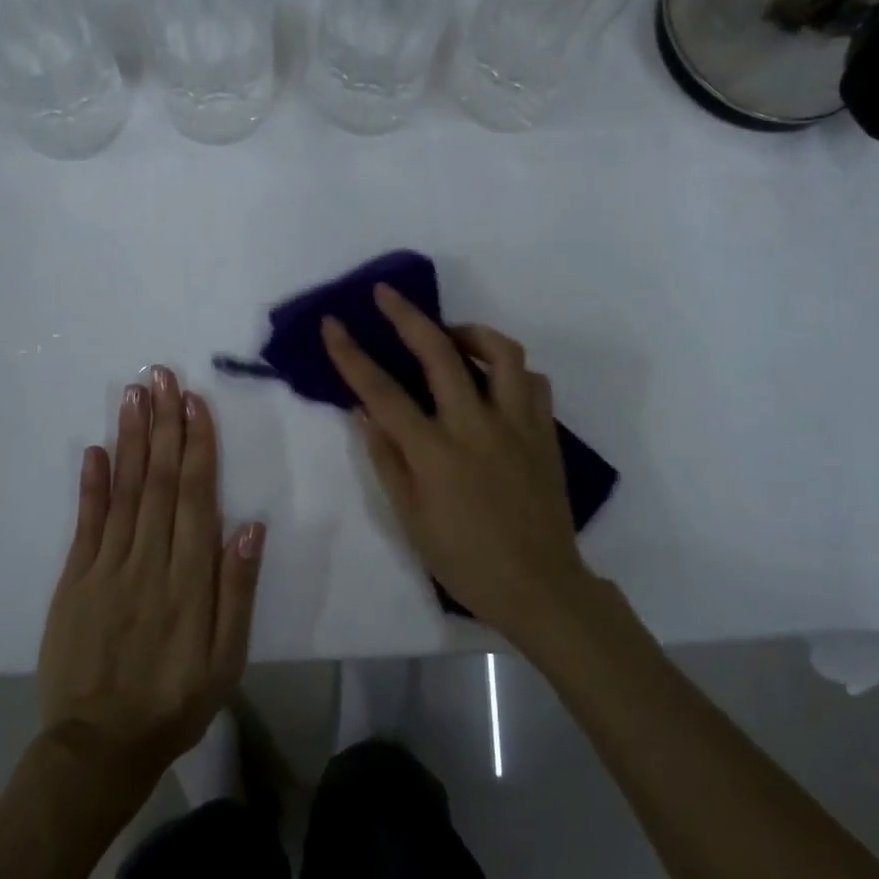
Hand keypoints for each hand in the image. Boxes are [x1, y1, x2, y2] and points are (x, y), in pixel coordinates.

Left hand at [37, 367, 264, 799]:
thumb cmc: (175, 701)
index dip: (196, 446)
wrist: (99, 749)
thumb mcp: (227, 660)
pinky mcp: (73, 583)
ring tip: (133, 395)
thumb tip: (249, 526)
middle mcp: (147, 563)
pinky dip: (90, 485)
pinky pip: (84, 526)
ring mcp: (104, 570)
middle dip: (162, 425)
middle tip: (161, 376)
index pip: (194, 497)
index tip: (194, 402)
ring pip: (122, 493)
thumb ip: (236, 591)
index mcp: (188, 580)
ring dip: (129, 440)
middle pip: (157, 481)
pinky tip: (95, 450)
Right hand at [321, 285, 590, 646]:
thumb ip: (387, 459)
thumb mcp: (411, 518)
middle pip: (439, 353)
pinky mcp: (545, 431)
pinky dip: (510, 369)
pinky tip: (494, 380)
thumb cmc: (465, 559)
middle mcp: (476, 425)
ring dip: (471, 332)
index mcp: (435, 452)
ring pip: (501, 352)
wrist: (539, 585)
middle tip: (387, 293)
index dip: (352, 355)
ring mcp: (517, 424)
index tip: (333, 324)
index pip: (383, 392)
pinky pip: (531, 381)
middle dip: (407, 316)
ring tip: (451, 336)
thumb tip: (364, 412)